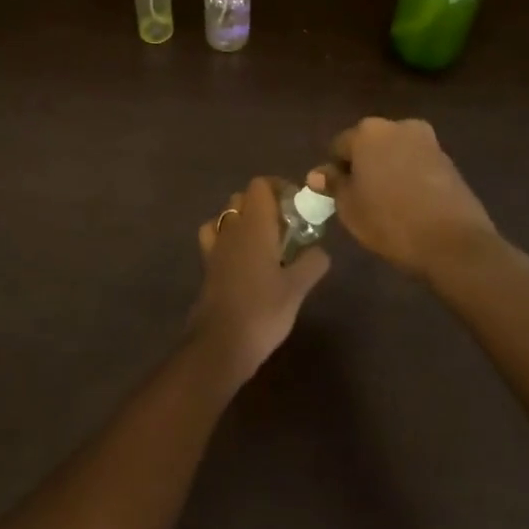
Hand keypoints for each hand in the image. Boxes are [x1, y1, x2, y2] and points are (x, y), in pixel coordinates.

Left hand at [188, 177, 329, 384]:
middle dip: (264, 205)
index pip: (259, 185)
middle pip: (243, 198)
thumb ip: (312, 263)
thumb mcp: (297, 288)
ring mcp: (215, 246)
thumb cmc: (262, 310)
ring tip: (267, 243)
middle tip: (287, 227)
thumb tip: (321, 251)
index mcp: (254, 225)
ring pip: (227, 217)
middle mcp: (231, 228)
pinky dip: (229, 239)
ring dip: (245, 221)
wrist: (220, 343)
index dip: (278, 188)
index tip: (296, 206)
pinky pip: (216, 238)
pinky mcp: (207, 266)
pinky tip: (245, 260)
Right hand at [310, 117, 504, 280]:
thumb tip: (318, 174)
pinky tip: (411, 204)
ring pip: (395, 153)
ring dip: (388, 169)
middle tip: (362, 198)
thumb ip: (333, 184)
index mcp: (368, 132)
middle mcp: (398, 126)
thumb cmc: (390, 222)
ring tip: (388, 203)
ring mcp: (427, 141)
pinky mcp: (448, 160)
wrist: (454, 243)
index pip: (339, 147)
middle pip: (369, 144)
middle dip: (363, 165)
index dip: (335, 171)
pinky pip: (417, 164)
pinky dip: (409, 177)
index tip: (338, 196)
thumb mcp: (350, 207)